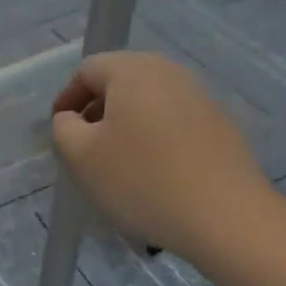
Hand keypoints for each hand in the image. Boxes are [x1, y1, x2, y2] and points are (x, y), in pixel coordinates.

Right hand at [50, 52, 273, 259]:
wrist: (225, 215)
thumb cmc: (141, 180)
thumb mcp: (81, 156)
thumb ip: (64, 129)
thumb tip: (71, 118)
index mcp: (133, 70)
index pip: (87, 70)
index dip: (67, 99)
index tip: (60, 132)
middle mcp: (169, 71)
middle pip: (121, 81)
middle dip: (97, 111)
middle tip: (85, 147)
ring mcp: (201, 96)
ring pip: (149, 102)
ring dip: (127, 126)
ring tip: (118, 163)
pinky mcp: (221, 124)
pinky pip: (174, 122)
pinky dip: (155, 138)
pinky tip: (154, 173)